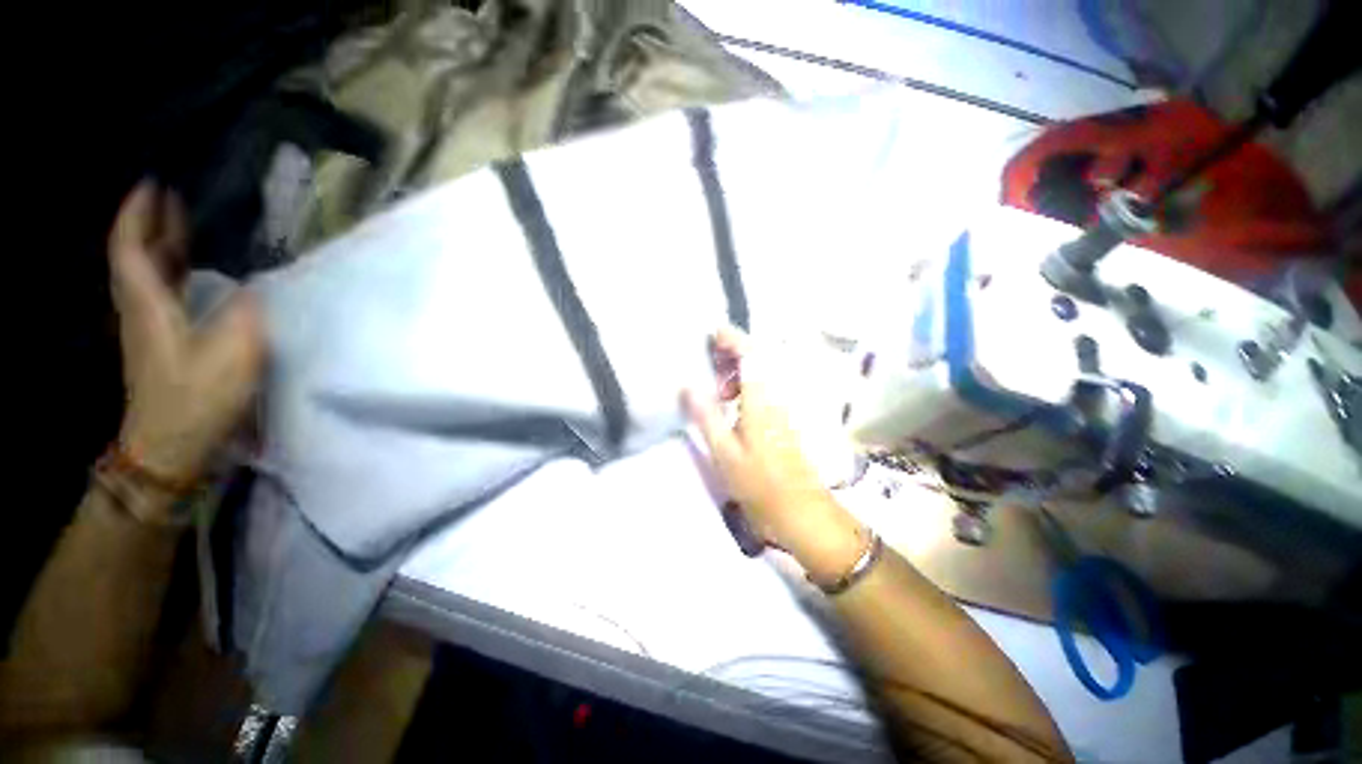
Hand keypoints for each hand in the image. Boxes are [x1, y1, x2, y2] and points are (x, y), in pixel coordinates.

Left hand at [110, 182, 264, 497]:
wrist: (171, 445)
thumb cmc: (196, 398)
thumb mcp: (231, 353)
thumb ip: (244, 313)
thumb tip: (255, 288)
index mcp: (147, 305)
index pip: (130, 248)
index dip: (137, 214)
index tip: (153, 183)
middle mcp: (140, 310)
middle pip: (136, 256)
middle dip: (151, 223)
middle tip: (173, 195)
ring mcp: (149, 328)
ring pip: (147, 274)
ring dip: (161, 245)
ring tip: (183, 223)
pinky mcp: (162, 343)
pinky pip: (161, 292)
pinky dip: (172, 271)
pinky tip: (192, 271)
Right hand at [683, 327, 865, 573]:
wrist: (800, 510)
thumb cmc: (760, 484)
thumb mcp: (725, 453)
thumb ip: (707, 416)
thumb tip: (687, 385)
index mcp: (761, 400)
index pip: (751, 355)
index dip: (732, 339)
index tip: (711, 334)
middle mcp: (776, 396)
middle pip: (759, 358)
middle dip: (733, 351)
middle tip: (708, 360)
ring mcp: (783, 407)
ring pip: (762, 373)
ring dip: (739, 369)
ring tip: (715, 384)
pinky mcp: (783, 417)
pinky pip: (764, 388)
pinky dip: (746, 384)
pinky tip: (731, 401)